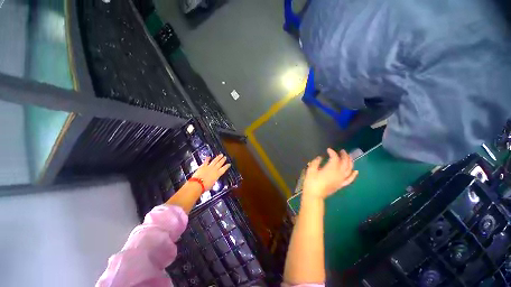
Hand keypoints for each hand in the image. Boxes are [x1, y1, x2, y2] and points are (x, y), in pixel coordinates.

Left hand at [191, 154, 230, 190]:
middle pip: (220, 163)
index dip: (227, 166)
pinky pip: (206, 161)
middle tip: (225, 157)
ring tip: (220, 155)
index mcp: (217, 174)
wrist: (197, 184)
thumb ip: (213, 181)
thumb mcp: (212, 184)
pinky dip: (207, 158)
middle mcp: (214, 169)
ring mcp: (209, 167)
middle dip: (223, 160)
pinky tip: (209, 156)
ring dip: (218, 157)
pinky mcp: (203, 166)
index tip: (229, 164)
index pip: (224, 169)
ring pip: (215, 161)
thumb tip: (212, 180)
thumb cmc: (205, 186)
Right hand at [302, 148, 357, 200]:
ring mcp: (341, 179)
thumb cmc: (311, 182)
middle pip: (345, 162)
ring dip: (350, 162)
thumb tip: (320, 157)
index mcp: (331, 169)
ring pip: (349, 169)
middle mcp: (339, 173)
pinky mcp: (341, 184)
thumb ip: (316, 162)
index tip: (328, 149)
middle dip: (344, 155)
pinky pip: (350, 179)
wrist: (314, 195)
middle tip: (342, 151)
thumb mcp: (311, 170)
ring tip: (349, 157)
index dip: (332, 152)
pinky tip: (355, 171)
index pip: (335, 158)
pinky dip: (353, 175)